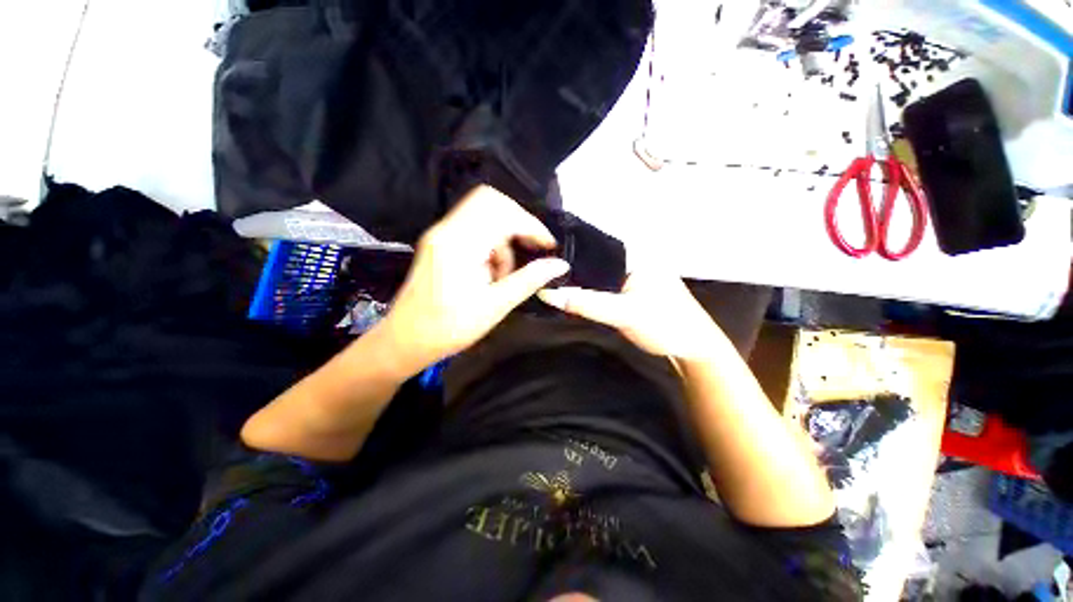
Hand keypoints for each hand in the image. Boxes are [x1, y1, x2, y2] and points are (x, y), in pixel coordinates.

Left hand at [378, 186, 569, 373]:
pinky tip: (491, 273)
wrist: (405, 340)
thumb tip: (560, 265)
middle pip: (490, 203)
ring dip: (503, 239)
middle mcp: (447, 230)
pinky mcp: (440, 243)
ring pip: (483, 216)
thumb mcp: (495, 306)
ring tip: (504, 275)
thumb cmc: (449, 328)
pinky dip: (490, 246)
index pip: (502, 212)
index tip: (548, 245)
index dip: (531, 225)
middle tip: (531, 250)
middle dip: (518, 224)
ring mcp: (441, 234)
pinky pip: (473, 229)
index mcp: (458, 244)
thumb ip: (529, 280)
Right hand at [538, 270, 723, 359]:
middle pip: (591, 260)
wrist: (693, 349)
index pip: (591, 245)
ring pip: (594, 274)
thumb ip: (585, 303)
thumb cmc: (665, 325)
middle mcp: (630, 257)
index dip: (565, 252)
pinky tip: (568, 295)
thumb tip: (547, 293)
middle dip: (568, 268)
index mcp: (634, 252)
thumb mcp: (623, 313)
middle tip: (539, 274)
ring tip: (546, 282)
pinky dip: (586, 291)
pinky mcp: (626, 289)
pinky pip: (600, 286)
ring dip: (576, 281)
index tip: (538, 260)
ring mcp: (628, 274)